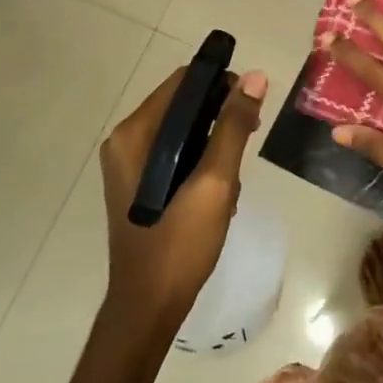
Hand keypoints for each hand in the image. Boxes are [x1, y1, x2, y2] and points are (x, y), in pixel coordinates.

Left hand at [100, 66, 267, 330]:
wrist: (150, 305)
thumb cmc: (179, 243)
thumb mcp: (215, 182)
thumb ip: (233, 127)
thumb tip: (256, 77)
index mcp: (135, 134)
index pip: (183, 82)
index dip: (221, 83)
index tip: (252, 105)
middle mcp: (126, 141)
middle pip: (183, 104)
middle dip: (221, 117)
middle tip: (251, 139)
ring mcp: (131, 164)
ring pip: (185, 131)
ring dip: (216, 144)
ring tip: (233, 180)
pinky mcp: (141, 184)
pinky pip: (178, 154)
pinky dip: (202, 162)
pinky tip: (220, 192)